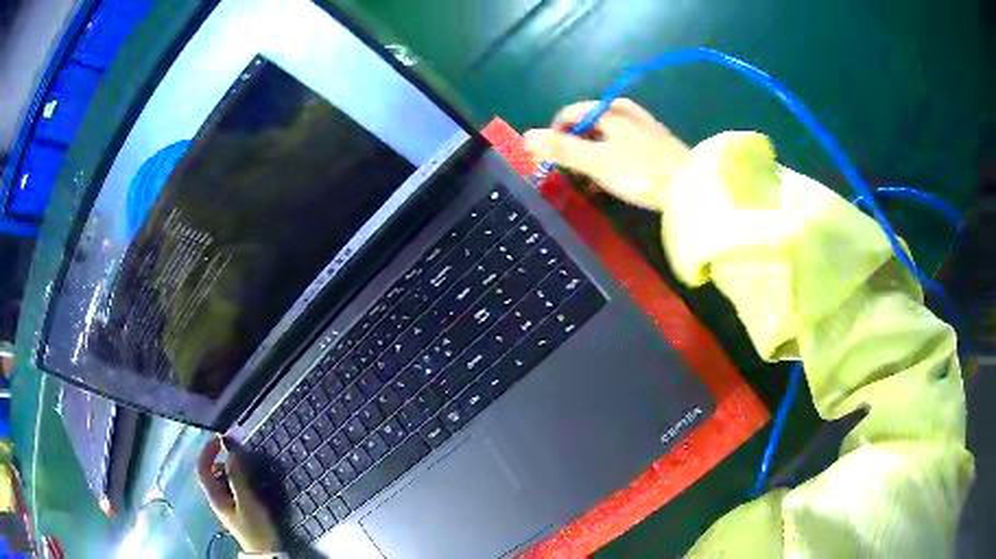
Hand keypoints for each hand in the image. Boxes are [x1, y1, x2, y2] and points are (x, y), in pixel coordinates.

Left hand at [197, 436, 280, 553]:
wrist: (265, 552)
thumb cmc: (255, 527)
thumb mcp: (247, 502)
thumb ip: (237, 477)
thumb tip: (231, 452)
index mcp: (215, 496)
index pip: (202, 468)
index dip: (207, 451)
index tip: (220, 440)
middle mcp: (216, 499)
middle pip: (210, 473)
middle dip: (220, 460)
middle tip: (236, 456)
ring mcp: (225, 505)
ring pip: (220, 481)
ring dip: (229, 470)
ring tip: (244, 469)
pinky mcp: (235, 510)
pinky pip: (229, 488)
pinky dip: (235, 480)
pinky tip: (248, 484)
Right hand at [524, 98, 690, 211]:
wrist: (691, 186)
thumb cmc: (640, 171)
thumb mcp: (596, 161)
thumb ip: (561, 149)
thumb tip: (525, 138)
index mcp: (608, 109)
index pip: (567, 115)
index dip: (553, 136)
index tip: (553, 163)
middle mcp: (624, 109)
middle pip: (585, 125)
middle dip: (573, 148)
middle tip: (574, 175)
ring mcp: (641, 124)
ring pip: (603, 136)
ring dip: (591, 156)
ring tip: (592, 181)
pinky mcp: (653, 141)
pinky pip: (621, 145)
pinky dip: (610, 159)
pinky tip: (614, 179)